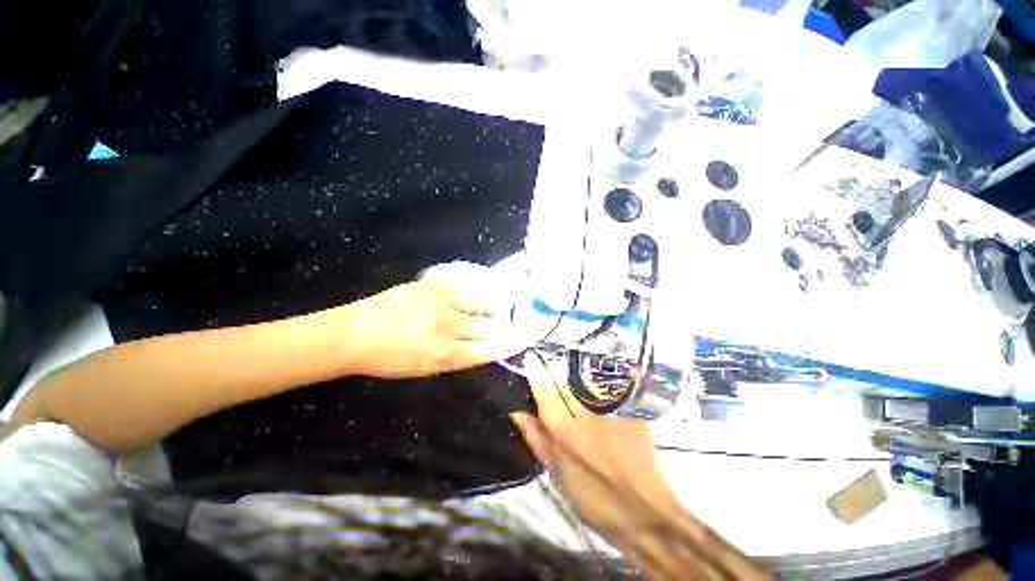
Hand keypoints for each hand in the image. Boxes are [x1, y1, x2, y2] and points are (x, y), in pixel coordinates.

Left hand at [341, 265, 524, 378]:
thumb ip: (457, 358)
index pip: (487, 349)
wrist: (354, 334)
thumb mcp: (424, 369)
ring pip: (481, 301)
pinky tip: (485, 284)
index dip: (508, 344)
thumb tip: (483, 347)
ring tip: (499, 303)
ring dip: (494, 304)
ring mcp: (441, 301)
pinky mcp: (433, 284)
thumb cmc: (388, 359)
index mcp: (444, 354)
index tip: (522, 339)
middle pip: (488, 325)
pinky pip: (465, 281)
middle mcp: (447, 326)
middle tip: (508, 321)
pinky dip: (479, 284)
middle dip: (502, 325)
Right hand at [512, 355, 770, 579]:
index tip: (531, 357)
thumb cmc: (596, 501)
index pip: (545, 390)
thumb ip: (536, 440)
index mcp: (565, 432)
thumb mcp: (558, 476)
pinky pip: (610, 390)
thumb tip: (518, 412)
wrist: (648, 515)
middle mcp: (586, 415)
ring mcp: (612, 412)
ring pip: (587, 383)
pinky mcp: (632, 412)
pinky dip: (599, 387)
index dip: (536, 371)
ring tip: (571, 375)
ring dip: (576, 376)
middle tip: (549, 366)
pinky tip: (598, 388)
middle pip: (566, 381)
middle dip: (555, 371)